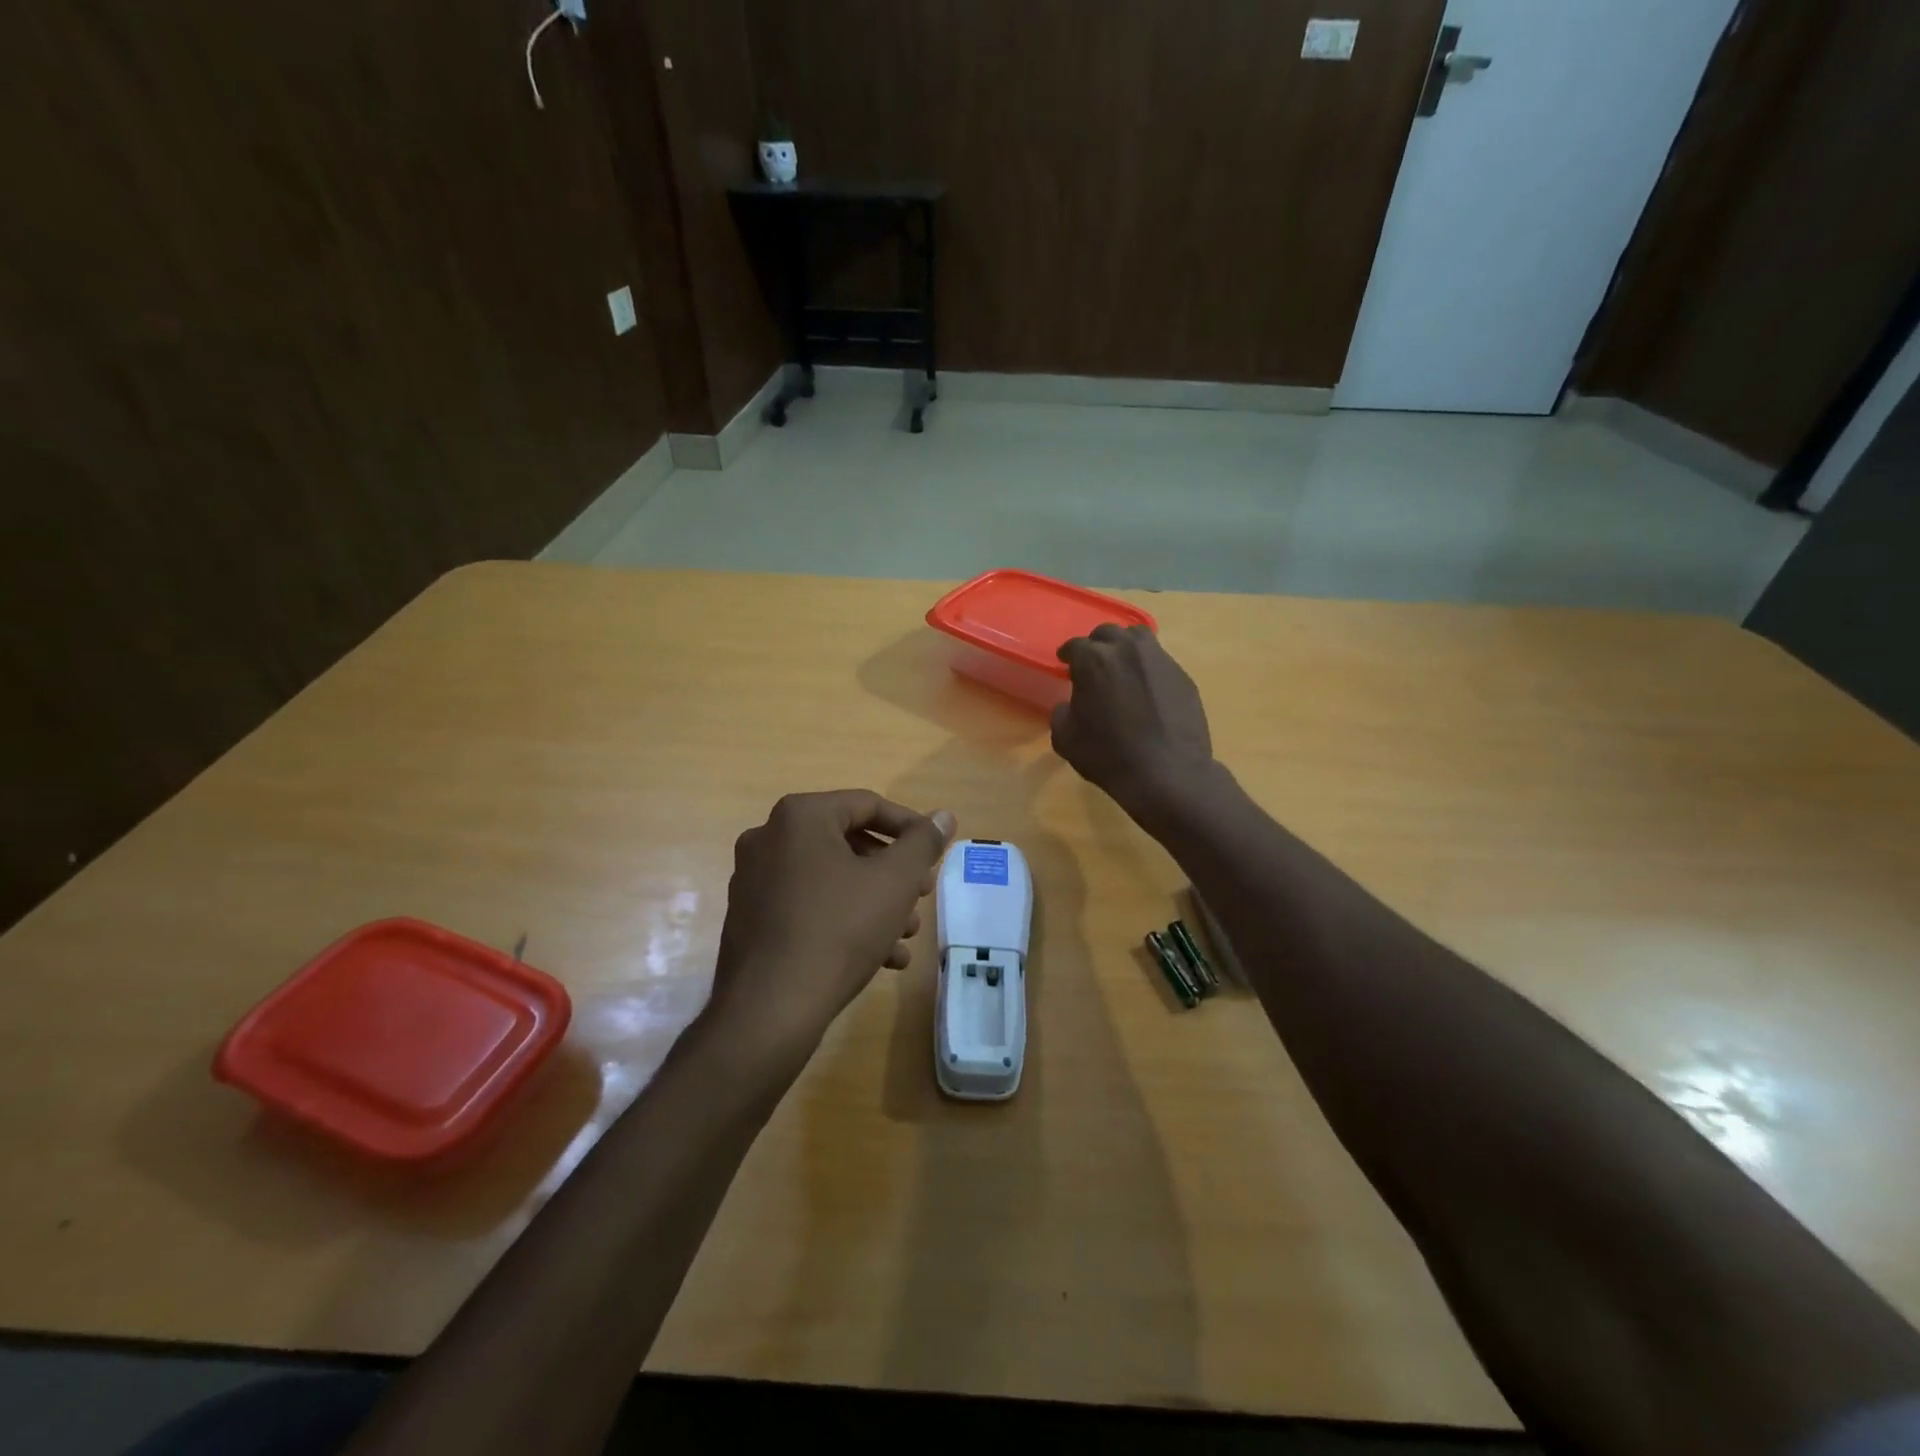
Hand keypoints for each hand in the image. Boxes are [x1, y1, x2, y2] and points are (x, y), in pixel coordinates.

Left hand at [707, 790, 956, 1061]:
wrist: (771, 1009)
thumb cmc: (839, 929)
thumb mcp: (895, 881)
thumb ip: (923, 843)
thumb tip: (943, 816)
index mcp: (799, 817)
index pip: (867, 805)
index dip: (910, 828)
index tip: (935, 855)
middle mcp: (768, 838)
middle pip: (848, 843)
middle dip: (892, 872)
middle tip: (921, 895)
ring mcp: (753, 880)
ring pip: (830, 879)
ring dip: (874, 901)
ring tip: (906, 934)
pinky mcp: (750, 919)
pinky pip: (807, 906)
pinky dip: (844, 920)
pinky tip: (879, 957)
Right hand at [1052, 625, 1215, 819]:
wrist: (1167, 774)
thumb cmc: (1108, 756)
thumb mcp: (1066, 739)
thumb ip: (1061, 713)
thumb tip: (1070, 704)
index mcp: (1094, 660)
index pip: (1074, 646)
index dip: (1067, 655)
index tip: (1064, 664)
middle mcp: (1127, 650)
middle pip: (1107, 633)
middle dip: (1096, 645)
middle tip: (1093, 665)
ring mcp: (1159, 659)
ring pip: (1138, 639)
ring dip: (1125, 648)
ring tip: (1122, 668)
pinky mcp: (1182, 675)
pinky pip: (1159, 661)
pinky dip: (1148, 669)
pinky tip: (1147, 690)